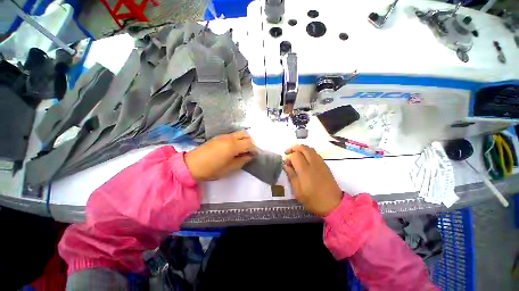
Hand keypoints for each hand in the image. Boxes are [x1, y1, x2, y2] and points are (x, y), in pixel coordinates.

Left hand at [185, 131, 255, 180]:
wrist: (192, 164)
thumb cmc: (212, 169)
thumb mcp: (229, 168)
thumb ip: (242, 160)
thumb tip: (250, 156)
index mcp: (233, 146)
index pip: (249, 143)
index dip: (254, 148)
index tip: (255, 155)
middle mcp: (229, 138)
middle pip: (245, 134)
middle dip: (250, 142)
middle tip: (249, 151)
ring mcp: (223, 136)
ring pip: (239, 133)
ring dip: (243, 140)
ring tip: (242, 150)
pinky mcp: (218, 137)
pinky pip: (232, 135)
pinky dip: (237, 139)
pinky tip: (233, 148)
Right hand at [284, 145, 342, 216]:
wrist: (333, 205)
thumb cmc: (313, 200)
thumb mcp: (298, 191)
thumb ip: (291, 176)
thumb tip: (285, 165)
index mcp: (305, 170)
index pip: (295, 155)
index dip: (288, 156)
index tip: (285, 163)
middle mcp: (313, 163)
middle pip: (303, 148)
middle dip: (294, 147)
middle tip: (288, 152)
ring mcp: (321, 163)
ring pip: (310, 149)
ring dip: (301, 149)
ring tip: (295, 154)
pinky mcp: (325, 165)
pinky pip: (315, 153)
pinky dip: (308, 152)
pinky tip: (304, 159)